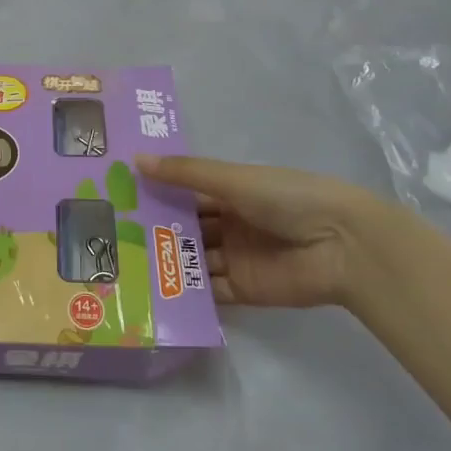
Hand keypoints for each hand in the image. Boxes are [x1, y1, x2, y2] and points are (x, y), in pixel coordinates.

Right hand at [135, 155, 410, 308]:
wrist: (341, 244)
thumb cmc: (286, 198)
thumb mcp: (232, 179)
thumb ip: (184, 174)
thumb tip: (135, 159)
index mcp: (230, 191)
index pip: (185, 191)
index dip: (155, 192)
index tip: (117, 194)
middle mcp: (230, 223)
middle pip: (186, 227)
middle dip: (155, 229)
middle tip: (109, 233)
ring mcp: (236, 257)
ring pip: (192, 258)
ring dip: (166, 260)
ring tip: (122, 263)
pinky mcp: (244, 289)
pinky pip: (209, 291)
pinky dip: (186, 291)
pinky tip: (152, 291)